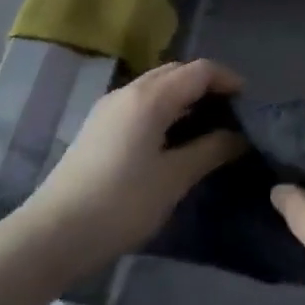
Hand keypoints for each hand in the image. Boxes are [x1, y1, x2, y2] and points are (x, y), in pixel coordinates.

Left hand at [29, 59, 244, 272]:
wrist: (54, 234)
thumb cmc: (121, 204)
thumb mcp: (174, 178)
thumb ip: (211, 150)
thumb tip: (240, 136)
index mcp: (150, 98)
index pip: (199, 71)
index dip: (228, 80)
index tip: (250, 105)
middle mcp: (128, 91)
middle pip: (176, 72)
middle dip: (207, 86)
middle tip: (232, 115)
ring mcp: (109, 107)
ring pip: (157, 86)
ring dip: (185, 97)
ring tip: (208, 127)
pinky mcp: (99, 126)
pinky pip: (141, 102)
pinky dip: (165, 109)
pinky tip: (174, 139)